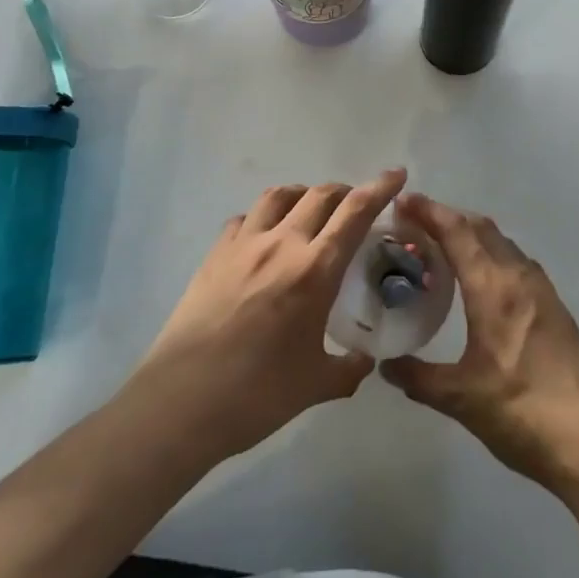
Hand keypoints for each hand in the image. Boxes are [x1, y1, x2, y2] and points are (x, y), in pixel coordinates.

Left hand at [134, 169, 406, 460]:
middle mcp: (282, 244)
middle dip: (345, 192)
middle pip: (320, 194)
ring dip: (303, 195)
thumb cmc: (257, 395)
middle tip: (356, 207)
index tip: (397, 174)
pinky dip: (264, 218)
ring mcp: (244, 245)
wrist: (181, 403)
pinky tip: (265, 238)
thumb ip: (349, 368)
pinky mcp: (215, 255)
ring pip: (280, 196)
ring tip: (310, 211)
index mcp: (315, 270)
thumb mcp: (317, 385)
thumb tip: (365, 359)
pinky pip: (245, 219)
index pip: (356, 211)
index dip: (380, 187)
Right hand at [381, 194, 578, 494]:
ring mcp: (542, 289)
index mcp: (492, 288)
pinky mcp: (555, 306)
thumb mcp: (461, 398)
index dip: (429, 211)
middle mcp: (518, 276)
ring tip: (443, 248)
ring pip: (501, 242)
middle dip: (447, 217)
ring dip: (471, 234)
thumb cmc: (521, 412)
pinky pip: (516, 261)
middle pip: (480, 227)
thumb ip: (419, 377)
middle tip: (416, 224)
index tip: (403, 200)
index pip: (457, 231)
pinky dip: (491, 253)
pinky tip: (481, 281)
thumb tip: (386, 365)